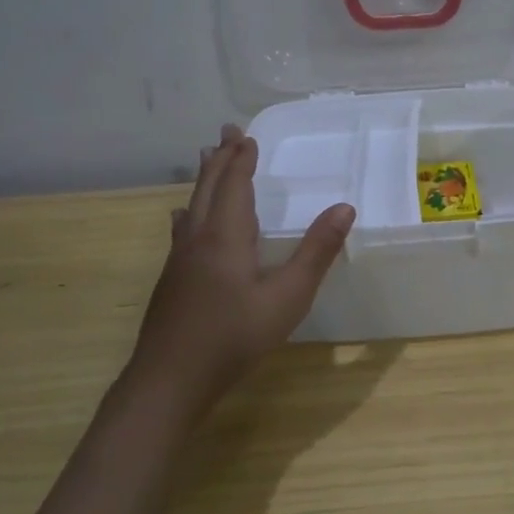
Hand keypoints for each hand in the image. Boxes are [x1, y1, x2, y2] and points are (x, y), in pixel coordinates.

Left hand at [125, 124, 354, 419]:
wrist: (169, 381)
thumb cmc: (234, 337)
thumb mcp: (288, 297)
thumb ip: (316, 252)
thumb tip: (345, 208)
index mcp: (226, 236)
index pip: (235, 185)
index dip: (242, 159)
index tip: (246, 135)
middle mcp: (199, 238)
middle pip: (209, 187)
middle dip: (220, 158)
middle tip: (227, 132)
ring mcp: (180, 259)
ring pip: (193, 206)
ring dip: (204, 179)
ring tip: (206, 158)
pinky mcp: (172, 280)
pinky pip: (183, 228)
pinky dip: (190, 210)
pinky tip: (183, 219)